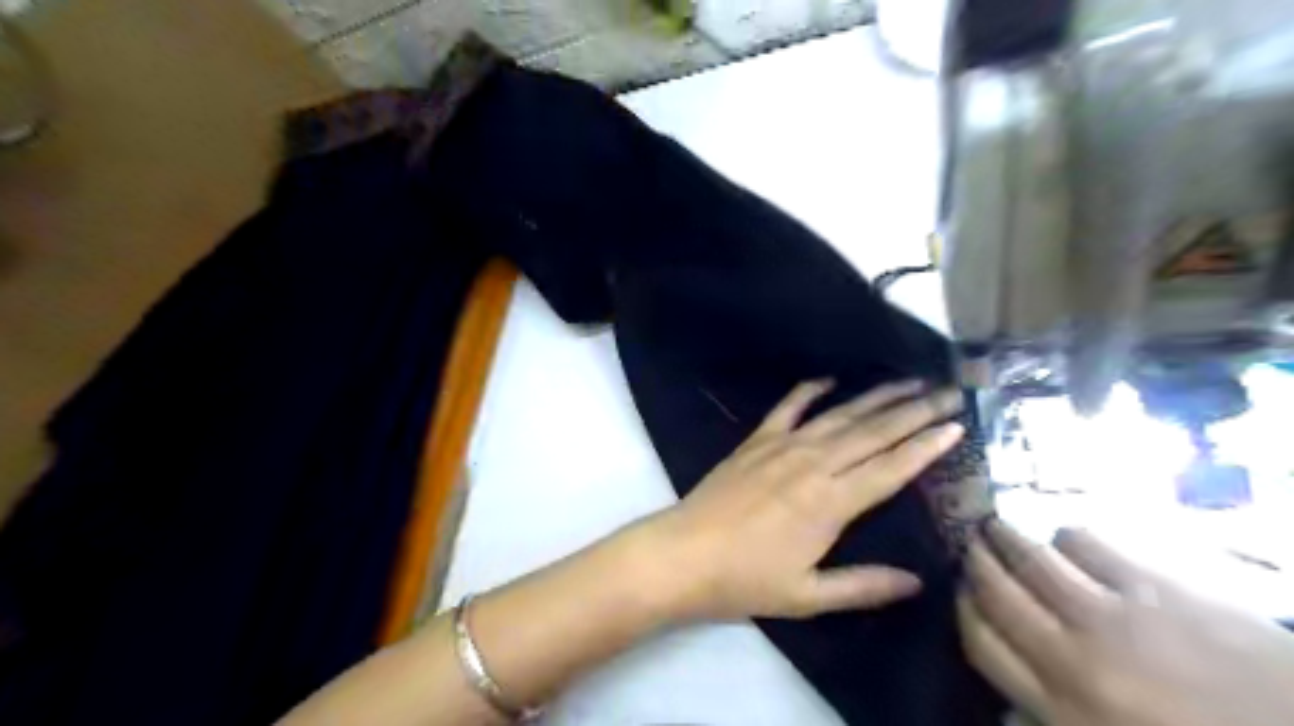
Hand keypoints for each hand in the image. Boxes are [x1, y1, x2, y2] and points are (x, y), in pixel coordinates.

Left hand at [641, 378, 963, 620]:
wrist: (684, 554)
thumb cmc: (745, 580)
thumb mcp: (808, 596)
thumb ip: (863, 586)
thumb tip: (916, 582)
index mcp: (830, 503)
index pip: (890, 469)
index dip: (926, 447)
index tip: (957, 425)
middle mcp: (813, 465)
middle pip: (873, 433)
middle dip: (914, 412)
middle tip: (948, 392)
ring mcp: (782, 447)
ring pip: (839, 416)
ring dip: (875, 397)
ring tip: (907, 382)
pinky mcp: (756, 441)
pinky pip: (788, 408)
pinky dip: (809, 391)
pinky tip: (829, 380)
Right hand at [960, 522, 1293, 725]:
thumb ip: (1046, 706)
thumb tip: (1008, 660)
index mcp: (1062, 709)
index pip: (980, 641)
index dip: (961, 606)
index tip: (959, 588)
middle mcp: (1073, 656)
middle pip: (996, 591)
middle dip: (975, 562)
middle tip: (970, 545)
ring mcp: (1115, 616)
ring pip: (1031, 558)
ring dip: (1005, 537)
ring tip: (999, 528)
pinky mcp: (1156, 585)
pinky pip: (1084, 541)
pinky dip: (1065, 536)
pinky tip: (1068, 540)